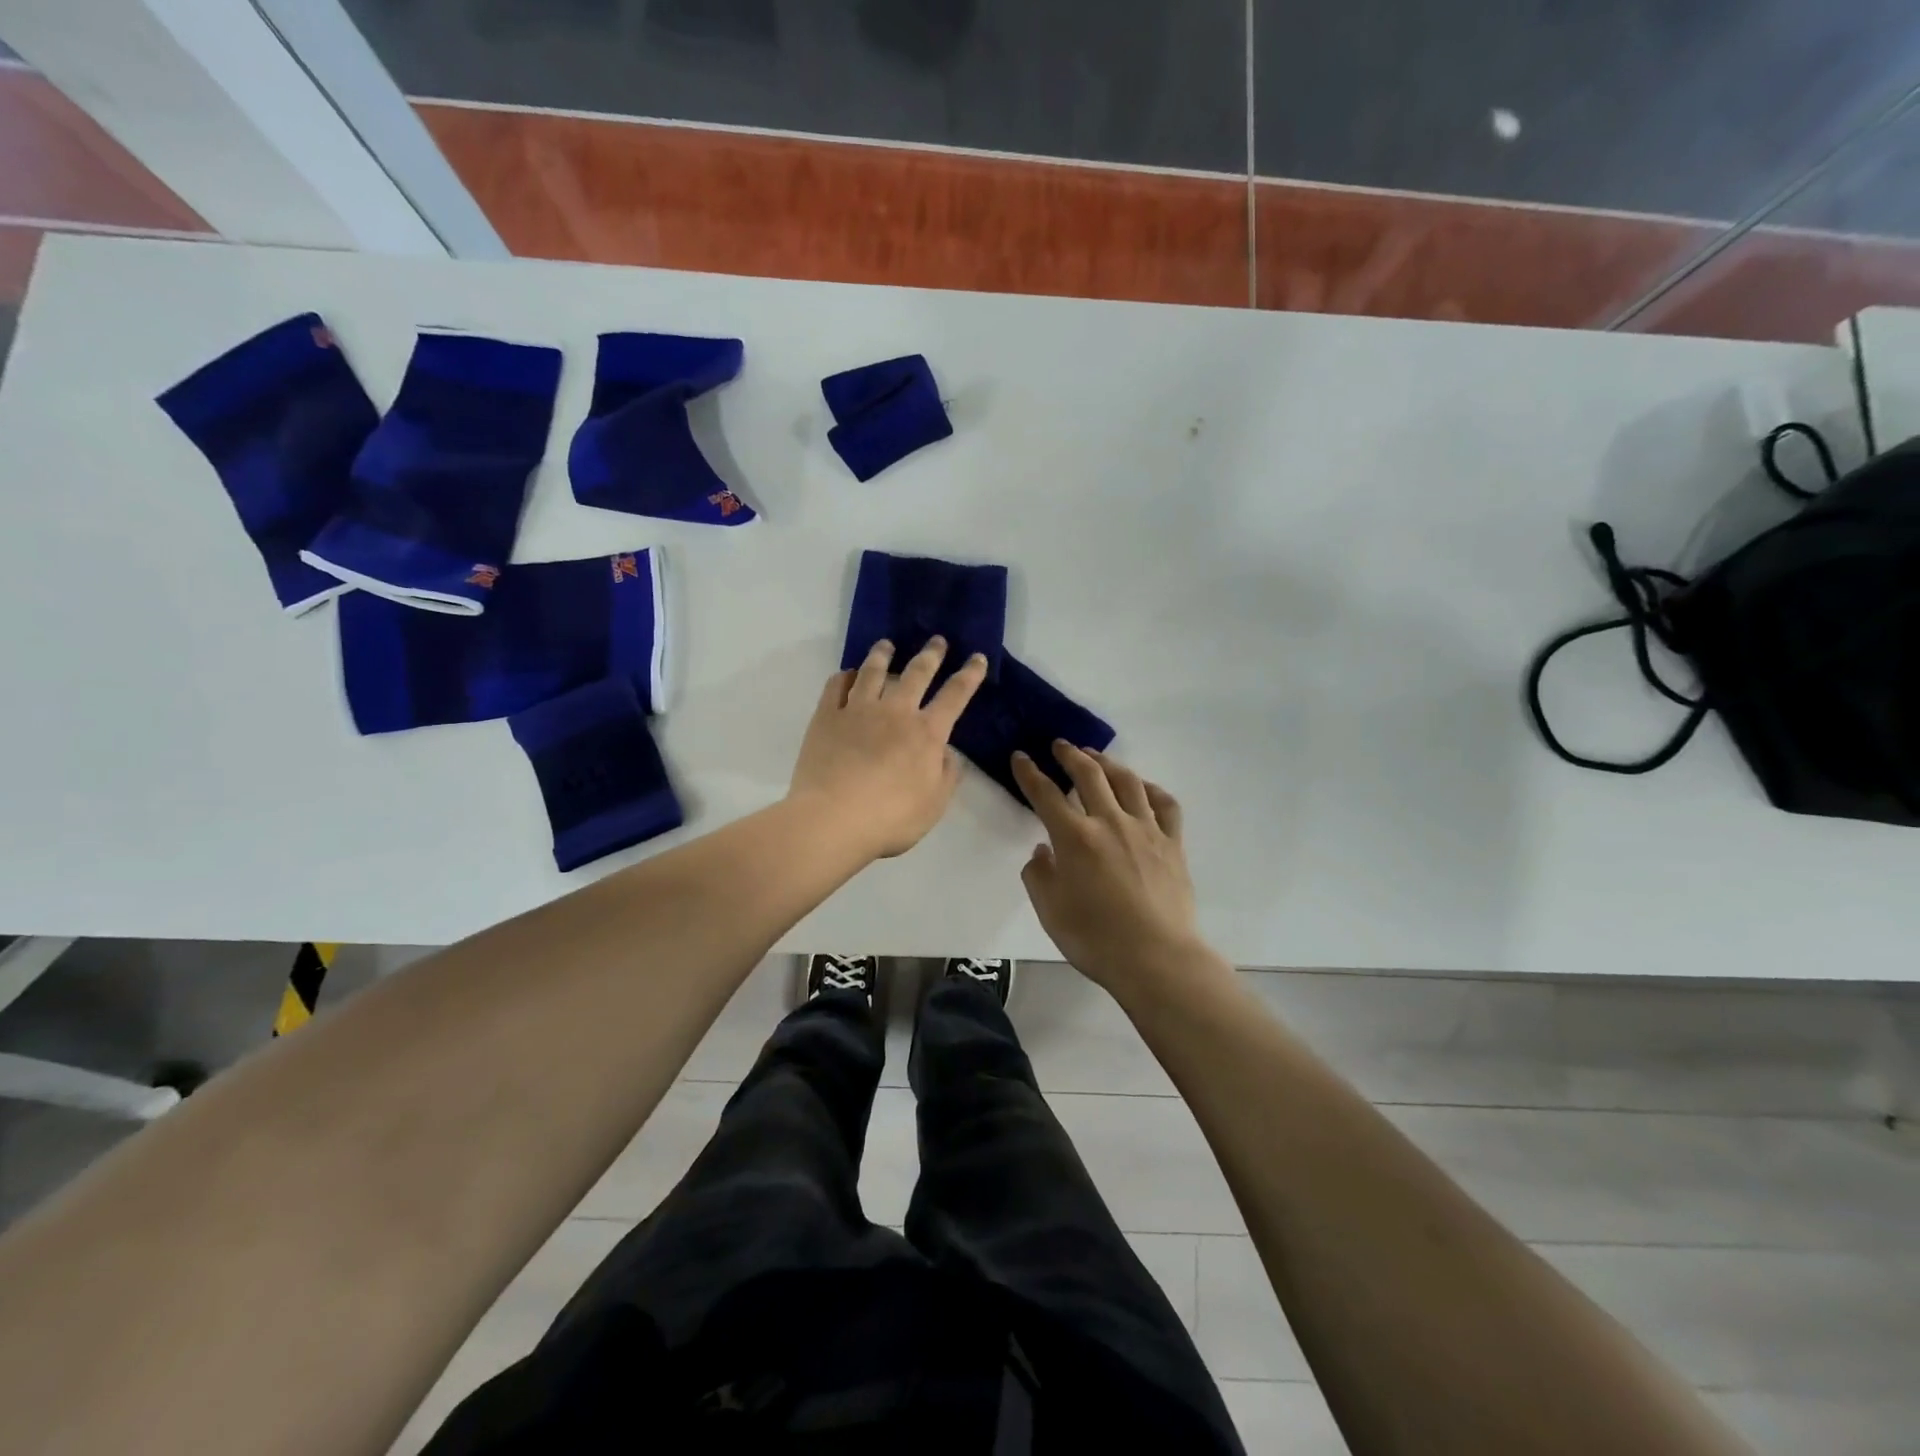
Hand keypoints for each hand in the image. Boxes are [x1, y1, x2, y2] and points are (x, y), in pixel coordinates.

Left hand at [789, 638, 988, 859]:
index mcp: (926, 733)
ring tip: (887, 644)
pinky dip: (845, 675)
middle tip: (937, 640)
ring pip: (873, 671)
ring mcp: (857, 711)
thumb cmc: (890, 819)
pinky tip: (848, 674)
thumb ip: (946, 774)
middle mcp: (895, 712)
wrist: (832, 820)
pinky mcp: (826, 717)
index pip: (955, 695)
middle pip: (916, 673)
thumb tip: (946, 752)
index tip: (977, 657)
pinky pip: (836, 686)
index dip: (969, 675)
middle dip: (930, 654)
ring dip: (883, 654)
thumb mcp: (934, 804)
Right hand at [1014, 744, 1217, 995]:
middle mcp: (1110, 822)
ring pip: (1127, 781)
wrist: (1157, 958)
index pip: (1045, 794)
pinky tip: (1142, 787)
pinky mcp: (1173, 844)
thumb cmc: (1095, 938)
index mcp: (1075, 837)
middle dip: (1070, 755)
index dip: (1029, 772)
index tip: (1020, 756)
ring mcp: (1146, 830)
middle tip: (1060, 745)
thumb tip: (1043, 851)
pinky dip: (1151, 789)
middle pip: (1089, 775)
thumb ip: (1039, 875)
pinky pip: (1165, 804)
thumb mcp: (1050, 910)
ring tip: (1096, 757)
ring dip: (1107, 763)